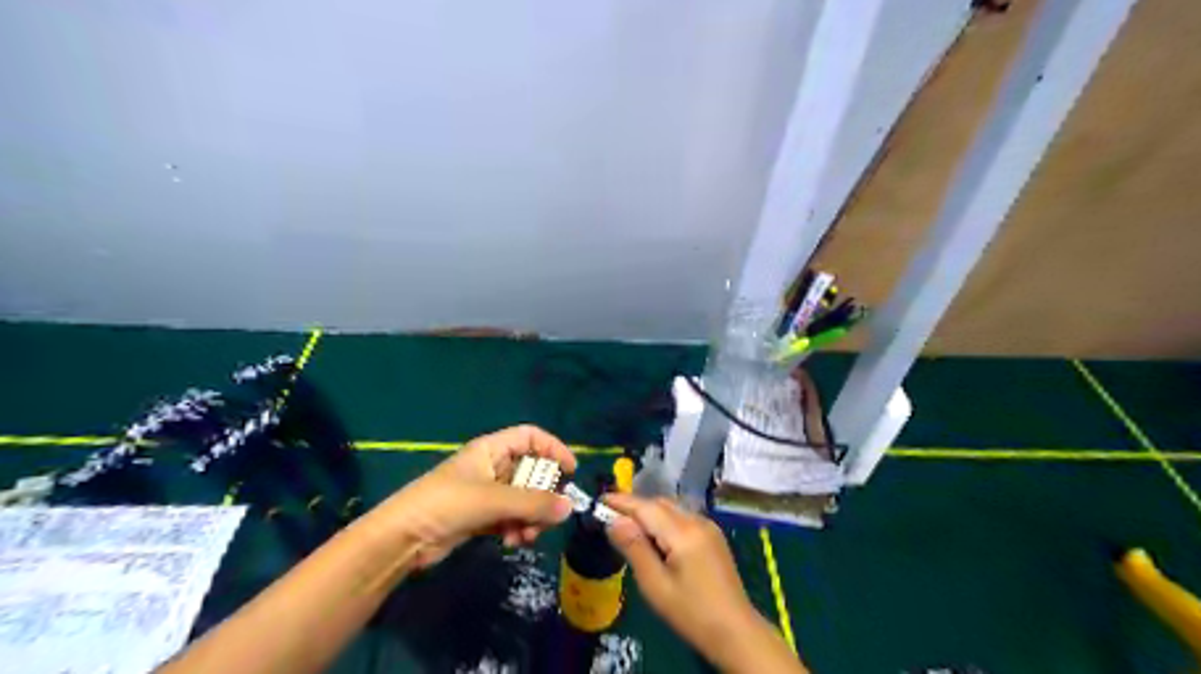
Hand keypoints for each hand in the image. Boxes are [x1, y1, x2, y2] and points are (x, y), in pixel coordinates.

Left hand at [380, 426, 575, 567]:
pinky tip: (514, 542)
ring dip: (531, 516)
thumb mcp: (493, 499)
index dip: (553, 448)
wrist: (402, 539)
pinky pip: (512, 516)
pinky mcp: (481, 516)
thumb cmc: (447, 504)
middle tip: (549, 515)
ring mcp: (487, 492)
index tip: (571, 471)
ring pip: (524, 498)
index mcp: (492, 449)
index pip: (531, 437)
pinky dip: (518, 527)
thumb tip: (570, 508)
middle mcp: (492, 466)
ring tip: (528, 535)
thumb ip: (533, 503)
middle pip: (532, 471)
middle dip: (543, 494)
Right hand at [610, 492, 794, 670]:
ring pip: (671, 508)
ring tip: (628, 527)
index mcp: (683, 532)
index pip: (646, 507)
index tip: (599, 500)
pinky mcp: (713, 535)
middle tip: (609, 516)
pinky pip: (682, 517)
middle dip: (634, 506)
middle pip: (659, 503)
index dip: (621, 501)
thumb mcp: (655, 585)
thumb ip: (634, 548)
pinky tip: (655, 538)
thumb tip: (614, 520)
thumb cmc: (691, 613)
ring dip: (649, 512)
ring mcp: (708, 526)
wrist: (735, 631)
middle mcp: (697, 521)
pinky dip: (664, 520)